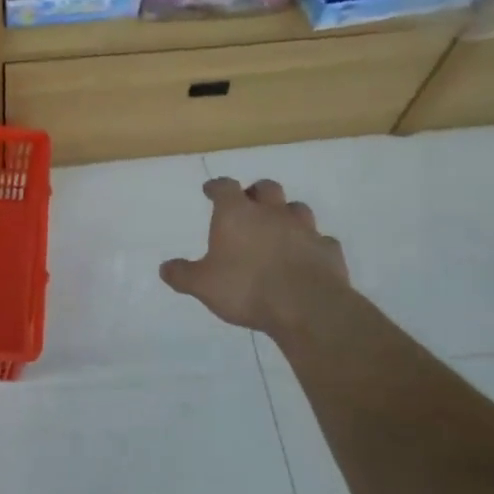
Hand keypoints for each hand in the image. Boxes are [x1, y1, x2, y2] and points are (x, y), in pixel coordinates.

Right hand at [161, 178, 349, 334]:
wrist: (306, 306)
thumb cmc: (246, 288)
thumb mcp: (203, 285)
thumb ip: (182, 274)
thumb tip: (165, 267)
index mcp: (237, 215)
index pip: (224, 187)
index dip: (216, 187)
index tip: (211, 190)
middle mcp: (271, 213)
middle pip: (266, 188)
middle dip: (256, 192)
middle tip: (249, 204)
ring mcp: (304, 229)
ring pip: (296, 209)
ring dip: (286, 214)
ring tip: (279, 228)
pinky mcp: (328, 250)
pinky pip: (320, 240)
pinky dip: (312, 245)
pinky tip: (307, 256)